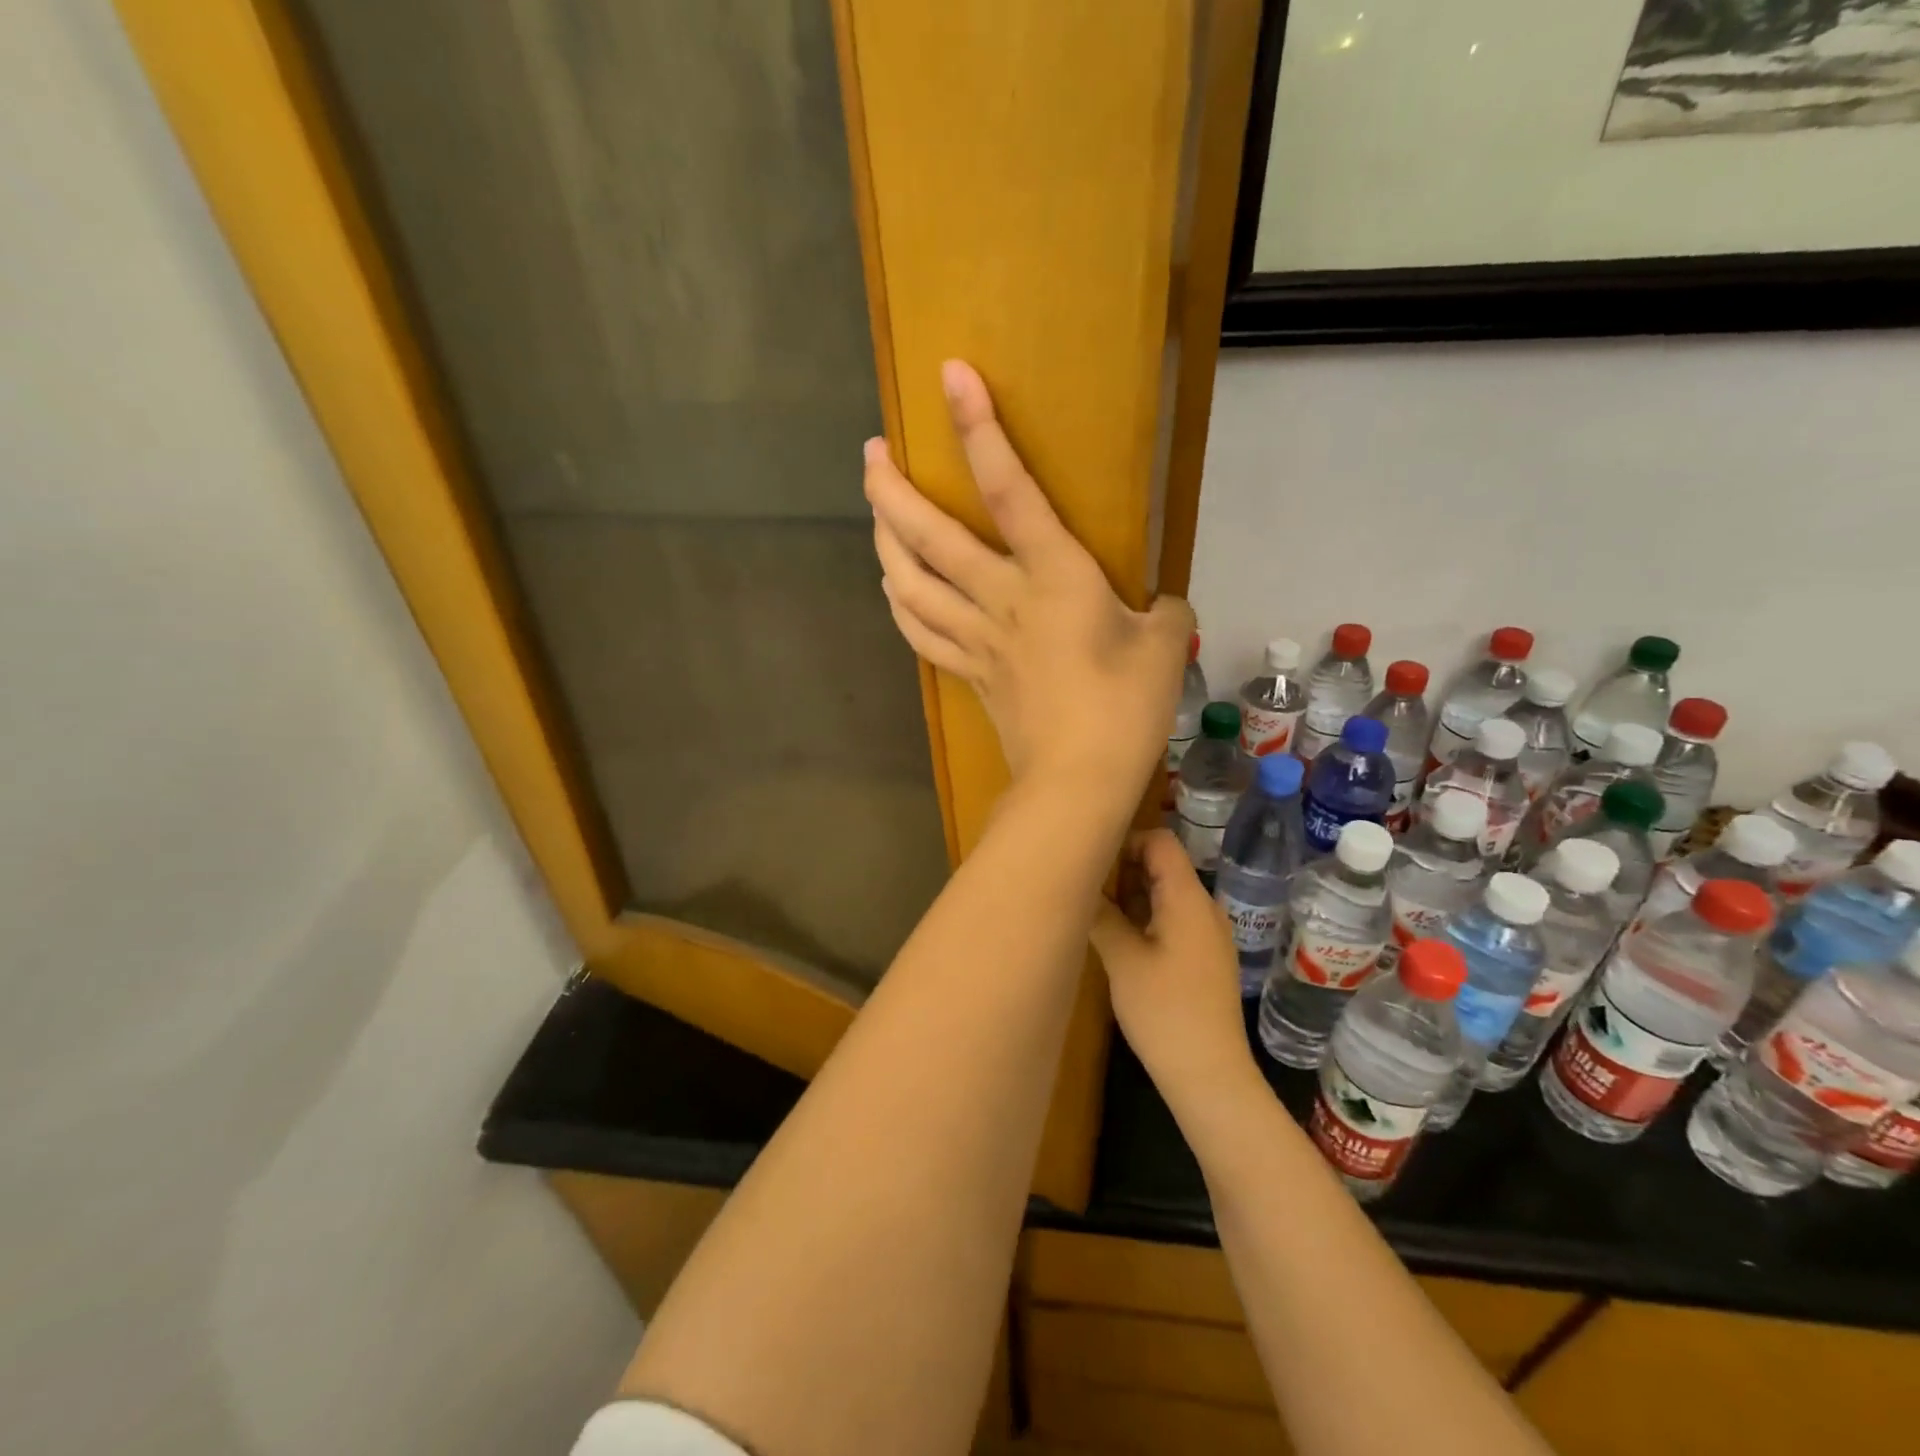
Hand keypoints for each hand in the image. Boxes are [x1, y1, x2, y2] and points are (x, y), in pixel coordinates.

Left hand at [865, 360, 1192, 790]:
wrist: (1079, 780)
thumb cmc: (1126, 708)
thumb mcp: (1163, 645)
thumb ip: (1161, 612)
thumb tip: (1158, 606)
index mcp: (1053, 577)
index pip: (1009, 488)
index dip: (978, 429)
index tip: (950, 377)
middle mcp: (1000, 598)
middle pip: (929, 536)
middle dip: (891, 490)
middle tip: (872, 454)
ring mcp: (976, 638)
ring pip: (910, 584)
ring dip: (884, 544)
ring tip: (874, 514)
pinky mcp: (969, 672)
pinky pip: (922, 632)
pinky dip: (900, 605)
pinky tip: (892, 588)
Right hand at [1090, 830, 1262, 1114]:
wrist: (1209, 1075)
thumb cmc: (1165, 1011)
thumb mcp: (1122, 959)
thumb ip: (1101, 915)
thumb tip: (1080, 886)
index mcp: (1188, 899)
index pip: (1161, 842)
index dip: (1126, 842)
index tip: (1093, 861)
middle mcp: (1204, 907)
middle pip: (1163, 865)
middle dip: (1123, 870)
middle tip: (1086, 888)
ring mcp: (1207, 933)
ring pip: (1165, 894)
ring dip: (1131, 896)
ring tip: (1095, 912)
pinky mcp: (1204, 956)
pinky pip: (1172, 918)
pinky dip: (1145, 918)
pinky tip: (1118, 939)